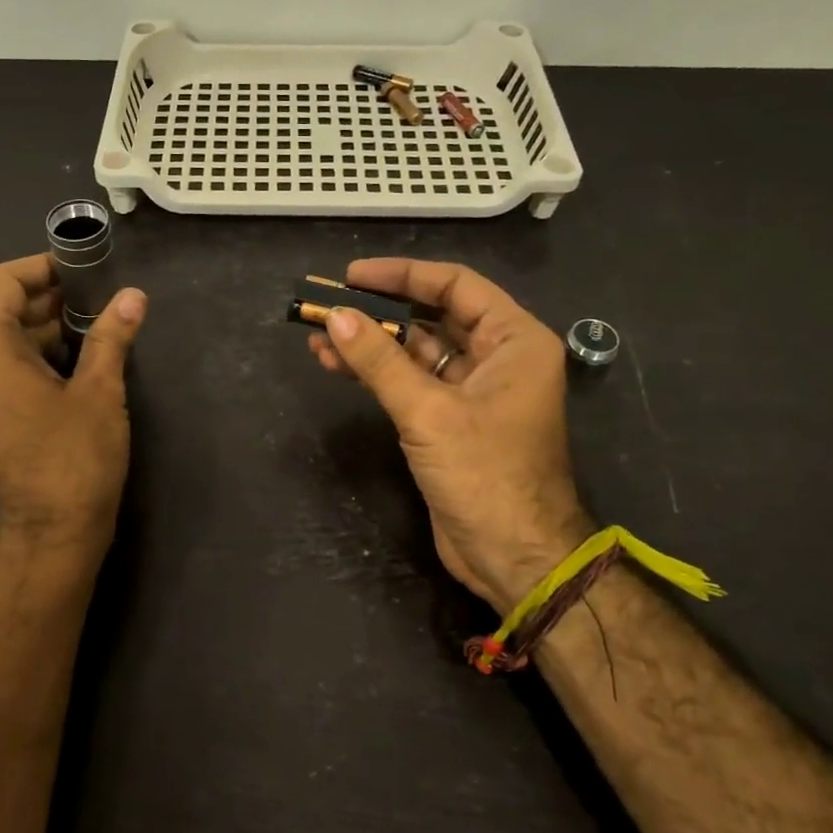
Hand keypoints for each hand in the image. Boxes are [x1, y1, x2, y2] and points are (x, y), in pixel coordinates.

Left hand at [0, 254, 146, 552]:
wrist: (51, 537)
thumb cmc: (74, 458)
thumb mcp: (99, 392)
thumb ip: (111, 337)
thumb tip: (133, 297)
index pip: (4, 284)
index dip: (41, 266)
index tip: (83, 267)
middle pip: (4, 312)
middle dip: (51, 298)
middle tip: (101, 296)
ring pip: (9, 344)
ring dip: (49, 329)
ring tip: (99, 327)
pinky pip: (11, 373)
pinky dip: (42, 358)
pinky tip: (83, 365)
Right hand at [308, 259, 591, 610]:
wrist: (513, 557)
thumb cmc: (486, 475)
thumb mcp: (429, 413)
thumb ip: (380, 362)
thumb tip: (336, 316)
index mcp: (515, 340)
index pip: (455, 286)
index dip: (402, 275)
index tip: (353, 275)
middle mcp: (497, 357)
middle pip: (431, 316)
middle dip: (379, 311)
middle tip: (329, 303)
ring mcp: (472, 390)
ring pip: (415, 352)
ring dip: (370, 344)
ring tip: (318, 335)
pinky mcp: (449, 420)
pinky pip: (409, 383)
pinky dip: (375, 374)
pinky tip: (335, 364)